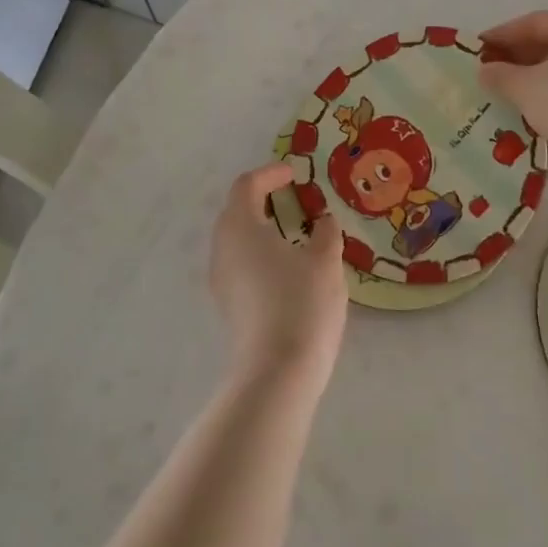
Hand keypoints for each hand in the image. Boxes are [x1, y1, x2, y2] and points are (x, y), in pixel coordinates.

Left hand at [209, 163, 347, 390]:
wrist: (277, 372)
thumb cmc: (302, 303)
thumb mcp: (325, 260)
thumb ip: (326, 232)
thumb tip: (323, 221)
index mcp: (240, 227)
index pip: (247, 186)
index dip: (271, 174)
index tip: (295, 174)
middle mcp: (222, 248)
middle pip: (237, 211)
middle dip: (264, 200)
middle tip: (296, 200)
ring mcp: (221, 279)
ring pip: (238, 240)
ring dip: (263, 228)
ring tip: (296, 233)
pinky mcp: (228, 304)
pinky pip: (241, 264)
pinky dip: (261, 253)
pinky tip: (288, 267)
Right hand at [478, 11, 547, 147]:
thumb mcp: (524, 85)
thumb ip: (499, 74)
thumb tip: (483, 71)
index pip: (532, 22)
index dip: (501, 35)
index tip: (476, 50)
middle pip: (546, 42)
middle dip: (514, 57)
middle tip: (485, 72)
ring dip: (526, 76)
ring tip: (499, 91)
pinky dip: (543, 92)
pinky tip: (523, 107)